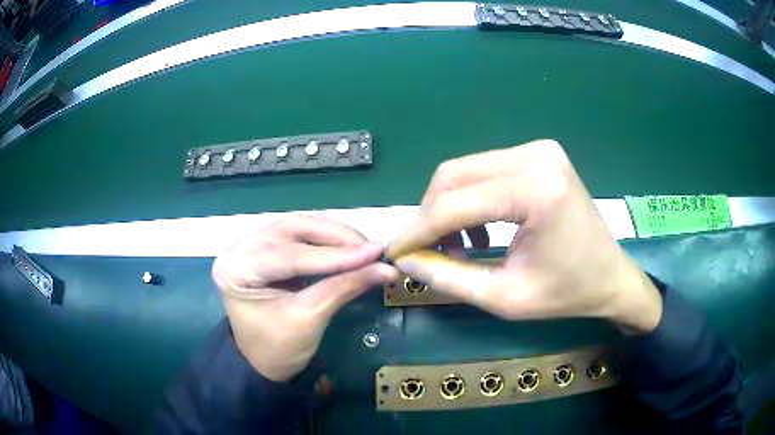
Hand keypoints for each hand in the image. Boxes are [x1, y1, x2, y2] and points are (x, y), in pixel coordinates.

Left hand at [212, 214, 397, 381]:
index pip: (289, 255)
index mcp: (236, 269)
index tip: (375, 252)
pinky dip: (327, 240)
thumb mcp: (309, 320)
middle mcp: (239, 248)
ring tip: (365, 249)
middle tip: (373, 249)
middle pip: (293, 230)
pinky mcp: (266, 248)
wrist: (263, 363)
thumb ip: (344, 288)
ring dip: (334, 235)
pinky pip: (300, 236)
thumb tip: (386, 268)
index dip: (335, 255)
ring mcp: (251, 245)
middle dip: (336, 238)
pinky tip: (349, 248)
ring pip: (299, 227)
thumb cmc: (278, 349)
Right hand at [386, 140, 662, 333]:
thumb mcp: (504, 298)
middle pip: (453, 175)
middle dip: (430, 216)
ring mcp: (538, 149)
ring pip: (466, 171)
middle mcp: (535, 155)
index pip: (454, 204)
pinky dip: (471, 199)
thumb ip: (448, 278)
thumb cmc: (567, 294)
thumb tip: (404, 261)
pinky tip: (479, 229)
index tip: (394, 253)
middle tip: (424, 252)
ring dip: (448, 208)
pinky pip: (486, 171)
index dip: (417, 230)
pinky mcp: (538, 154)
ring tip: (455, 246)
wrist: (611, 277)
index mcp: (535, 190)